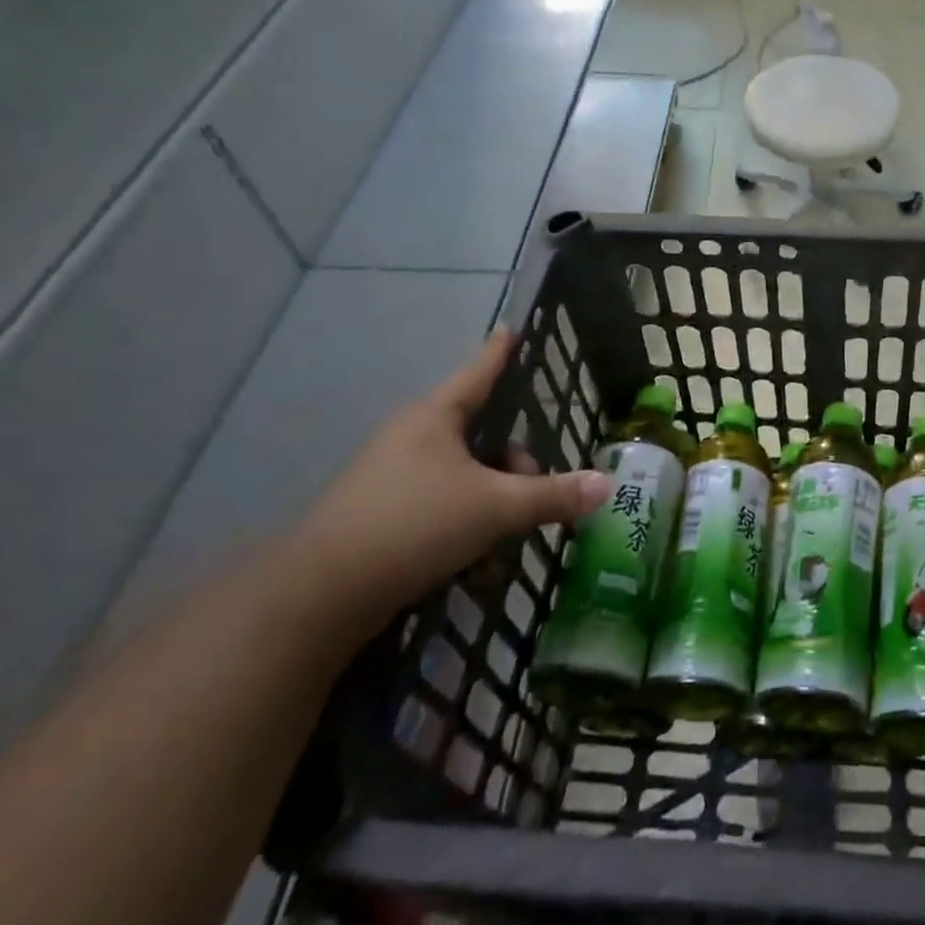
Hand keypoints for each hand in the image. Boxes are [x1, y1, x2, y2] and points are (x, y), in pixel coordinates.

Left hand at [292, 329, 608, 625]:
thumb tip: (605, 484)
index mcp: (435, 417)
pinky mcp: (380, 517)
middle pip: (479, 432)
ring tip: (511, 531)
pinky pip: (439, 505)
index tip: (512, 328)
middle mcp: (411, 438)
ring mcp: (391, 477)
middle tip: (536, 486)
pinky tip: (480, 561)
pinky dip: (466, 523)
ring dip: (493, 497)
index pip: (479, 372)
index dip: (501, 352)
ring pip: (462, 473)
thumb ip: (552, 496)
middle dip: (514, 459)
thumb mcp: (495, 508)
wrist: (319, 596)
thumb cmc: (414, 524)